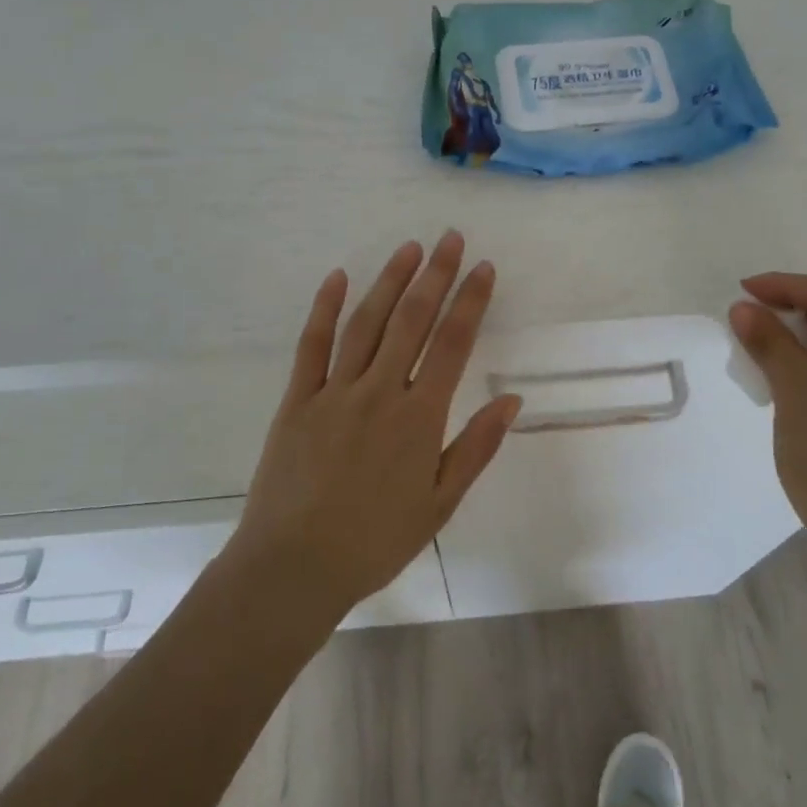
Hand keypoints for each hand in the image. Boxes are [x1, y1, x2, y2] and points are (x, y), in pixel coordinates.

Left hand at [230, 231, 521, 619]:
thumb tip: (512, 400)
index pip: (452, 344)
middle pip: (412, 320)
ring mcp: (334, 392)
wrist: (294, 568)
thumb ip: (476, 448)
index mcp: (418, 417)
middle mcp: (379, 392)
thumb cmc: (376, 541)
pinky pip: (312, 345)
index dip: (470, 301)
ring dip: (389, 281)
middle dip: (435, 274)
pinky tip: (337, 277)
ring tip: (409, 248)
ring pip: (366, 323)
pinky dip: (324, 308)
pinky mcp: (297, 400)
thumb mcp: (439, 504)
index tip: (483, 268)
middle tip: (450, 238)